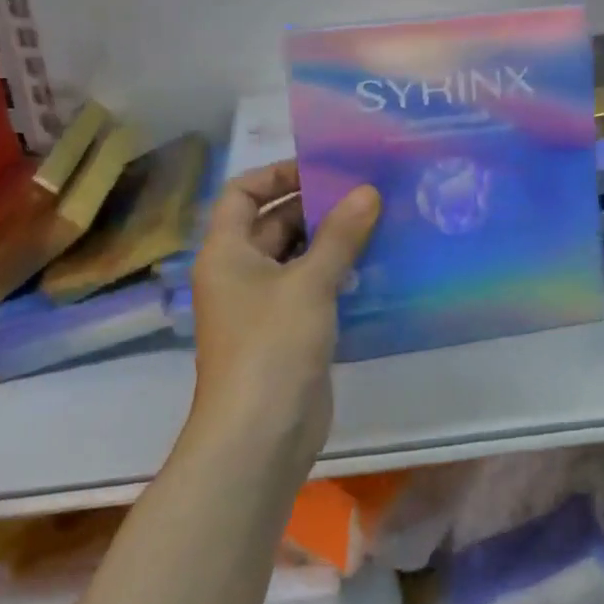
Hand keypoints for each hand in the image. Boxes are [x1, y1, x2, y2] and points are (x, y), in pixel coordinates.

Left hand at [189, 161, 380, 473]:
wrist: (260, 435)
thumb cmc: (272, 346)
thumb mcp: (309, 283)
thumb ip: (340, 235)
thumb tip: (367, 190)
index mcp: (226, 252)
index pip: (241, 193)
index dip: (276, 174)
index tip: (322, 168)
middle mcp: (239, 272)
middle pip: (273, 223)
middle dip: (315, 205)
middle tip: (364, 190)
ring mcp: (263, 305)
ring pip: (297, 257)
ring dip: (331, 239)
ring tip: (377, 219)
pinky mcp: (288, 331)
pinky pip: (311, 288)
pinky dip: (337, 272)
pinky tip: (374, 264)